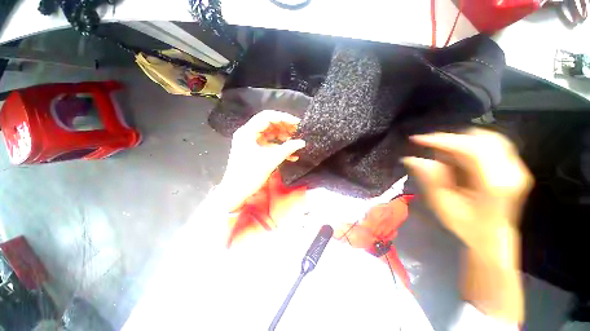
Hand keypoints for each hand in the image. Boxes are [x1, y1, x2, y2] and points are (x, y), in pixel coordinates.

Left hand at [217, 110, 305, 210]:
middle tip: (297, 132)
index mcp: (247, 132)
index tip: (297, 123)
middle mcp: (248, 134)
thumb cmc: (250, 175)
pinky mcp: (253, 150)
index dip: (283, 118)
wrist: (236, 192)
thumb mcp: (270, 160)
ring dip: (282, 138)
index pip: (267, 117)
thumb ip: (287, 149)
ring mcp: (250, 142)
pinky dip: (278, 147)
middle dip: (284, 127)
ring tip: (295, 142)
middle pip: (268, 124)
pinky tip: (290, 154)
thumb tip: (302, 142)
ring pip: (269, 134)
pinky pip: (268, 144)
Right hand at [402, 129, 532, 267]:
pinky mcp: (514, 167)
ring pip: (489, 138)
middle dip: (451, 140)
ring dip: (462, 141)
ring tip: (443, 152)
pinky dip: (472, 144)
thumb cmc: (465, 226)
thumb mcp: (442, 205)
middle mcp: (511, 172)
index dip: (442, 140)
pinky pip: (493, 144)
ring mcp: (516, 168)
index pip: (470, 149)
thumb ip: (431, 179)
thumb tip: (413, 159)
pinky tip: (459, 154)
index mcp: (494, 184)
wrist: (492, 238)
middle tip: (429, 147)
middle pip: (481, 139)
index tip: (418, 139)